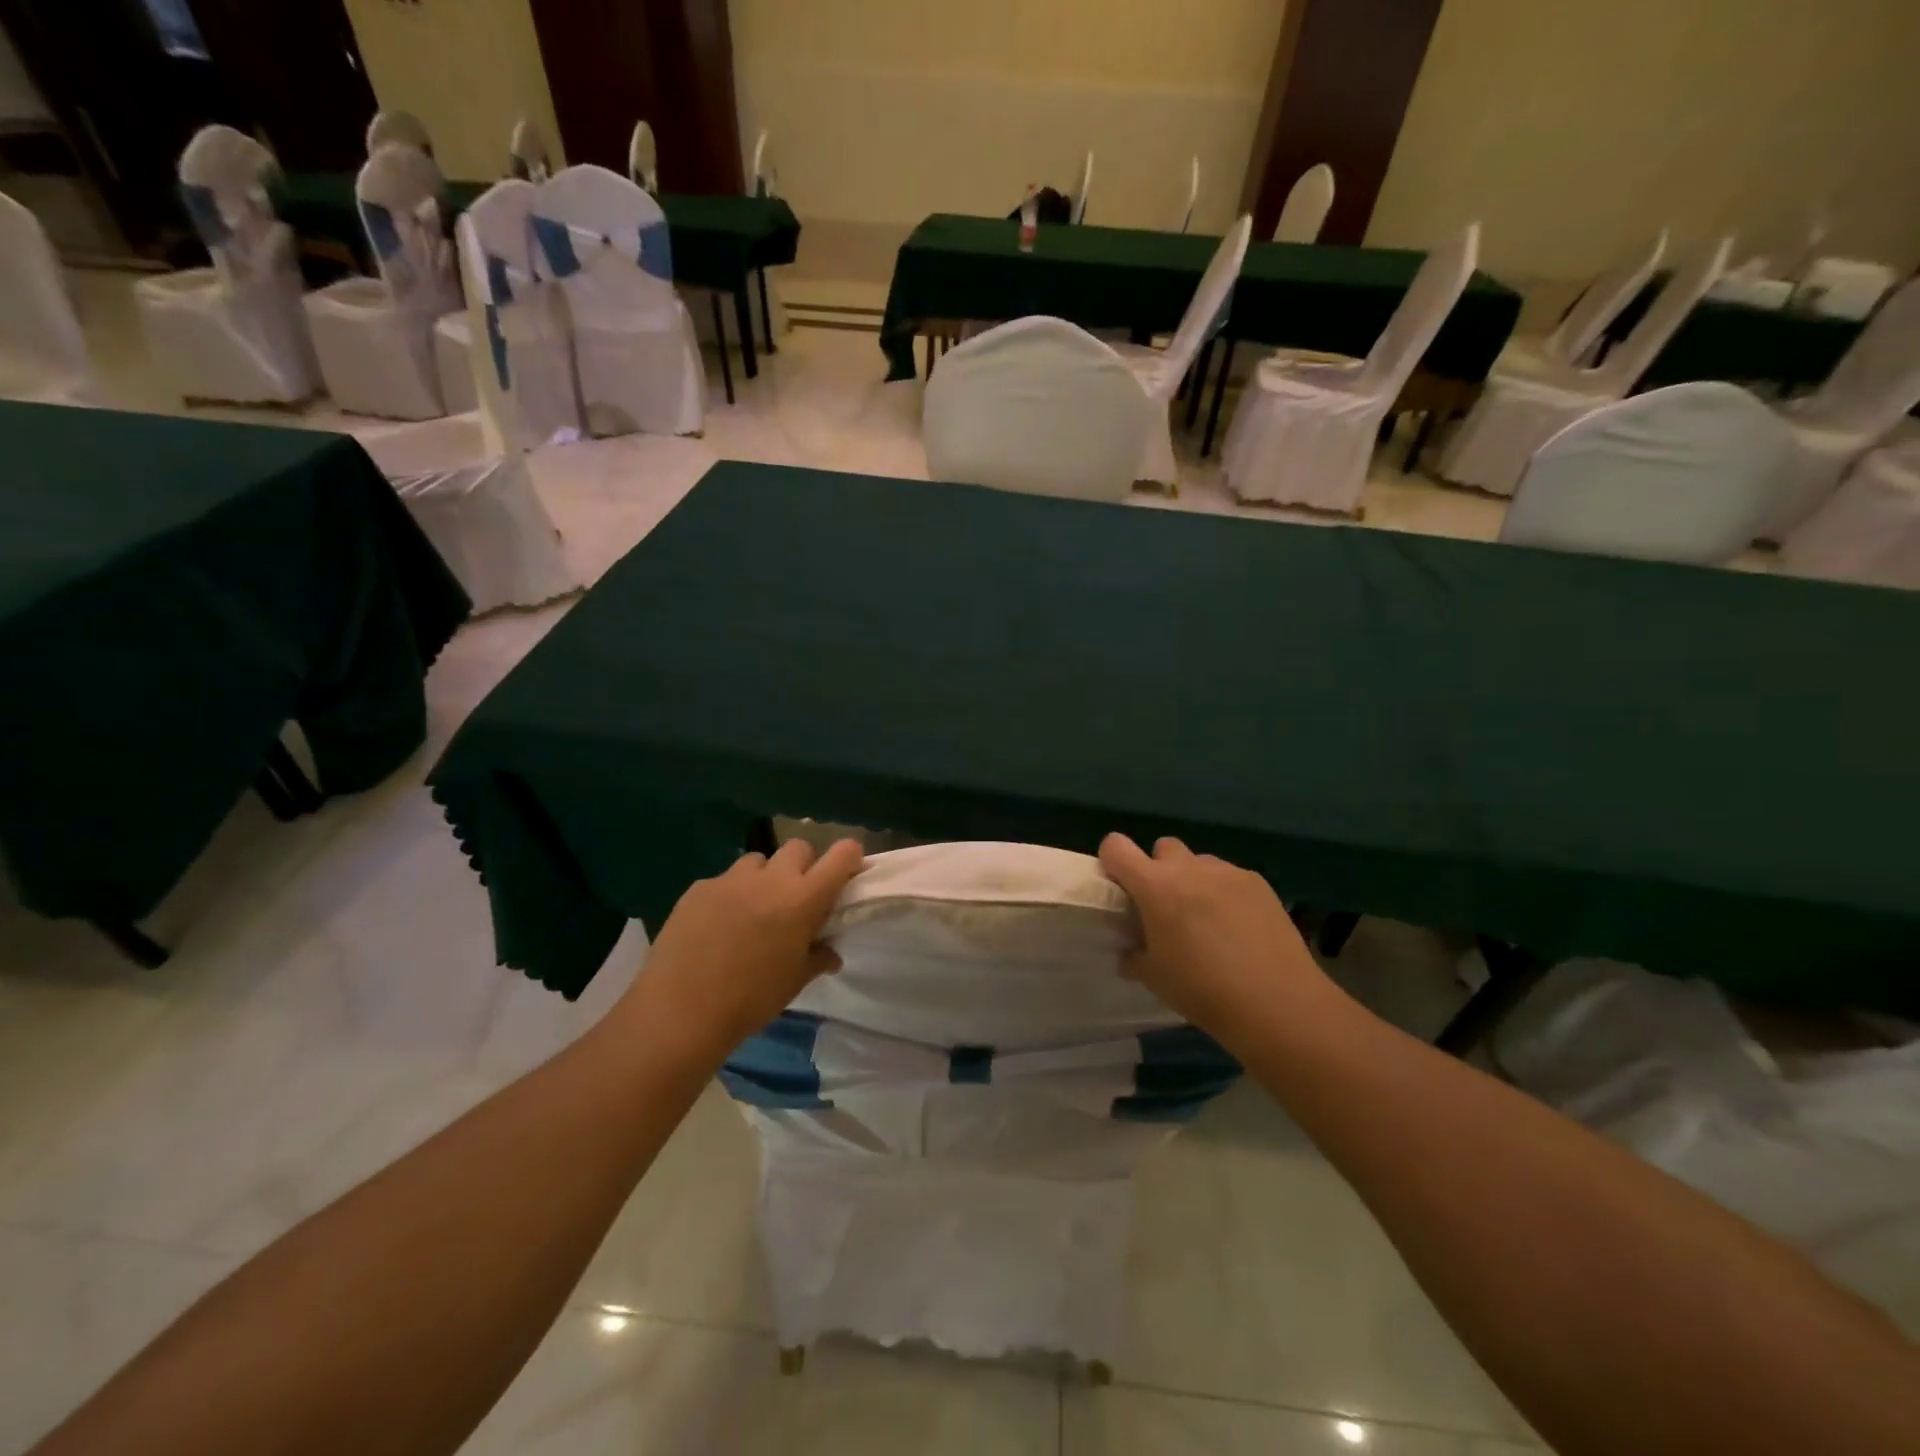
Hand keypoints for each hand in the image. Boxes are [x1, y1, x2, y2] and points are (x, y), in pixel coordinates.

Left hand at [625, 838, 865, 1055]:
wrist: (680, 1011)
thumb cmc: (750, 1000)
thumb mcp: (795, 981)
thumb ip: (818, 957)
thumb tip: (830, 952)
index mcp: (803, 898)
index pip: (841, 855)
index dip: (849, 858)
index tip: (847, 875)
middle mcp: (770, 878)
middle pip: (799, 848)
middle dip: (804, 866)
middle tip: (797, 898)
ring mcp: (730, 879)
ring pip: (758, 861)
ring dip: (764, 878)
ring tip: (753, 910)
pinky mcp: (698, 887)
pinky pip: (724, 880)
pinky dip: (730, 895)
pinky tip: (717, 926)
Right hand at [1098, 833, 1339, 1046]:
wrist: (1277, 1003)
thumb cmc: (1203, 990)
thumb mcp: (1154, 978)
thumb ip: (1134, 955)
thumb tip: (1131, 950)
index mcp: (1155, 886)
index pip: (1116, 846)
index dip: (1113, 862)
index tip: (1121, 888)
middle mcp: (1189, 868)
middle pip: (1163, 847)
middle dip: (1159, 870)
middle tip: (1167, 907)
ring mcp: (1227, 872)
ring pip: (1199, 862)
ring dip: (1194, 881)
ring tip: (1207, 920)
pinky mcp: (1259, 883)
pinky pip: (1230, 877)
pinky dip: (1225, 893)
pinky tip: (1239, 928)